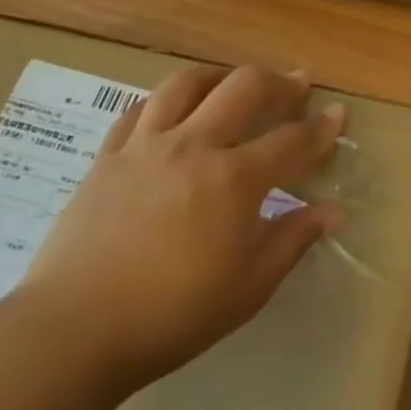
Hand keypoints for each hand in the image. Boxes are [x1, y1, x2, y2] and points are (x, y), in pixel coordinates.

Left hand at [15, 63, 345, 393]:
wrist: (71, 333)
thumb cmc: (171, 315)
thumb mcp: (248, 287)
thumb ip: (293, 239)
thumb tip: (333, 211)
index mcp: (234, 179)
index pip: (292, 140)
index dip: (322, 127)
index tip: (339, 114)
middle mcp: (194, 146)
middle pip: (245, 88)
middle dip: (280, 82)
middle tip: (297, 86)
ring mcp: (145, 146)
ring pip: (187, 84)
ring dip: (220, 75)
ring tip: (233, 83)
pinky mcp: (107, 157)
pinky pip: (139, 109)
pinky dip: (166, 100)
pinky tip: (174, 109)